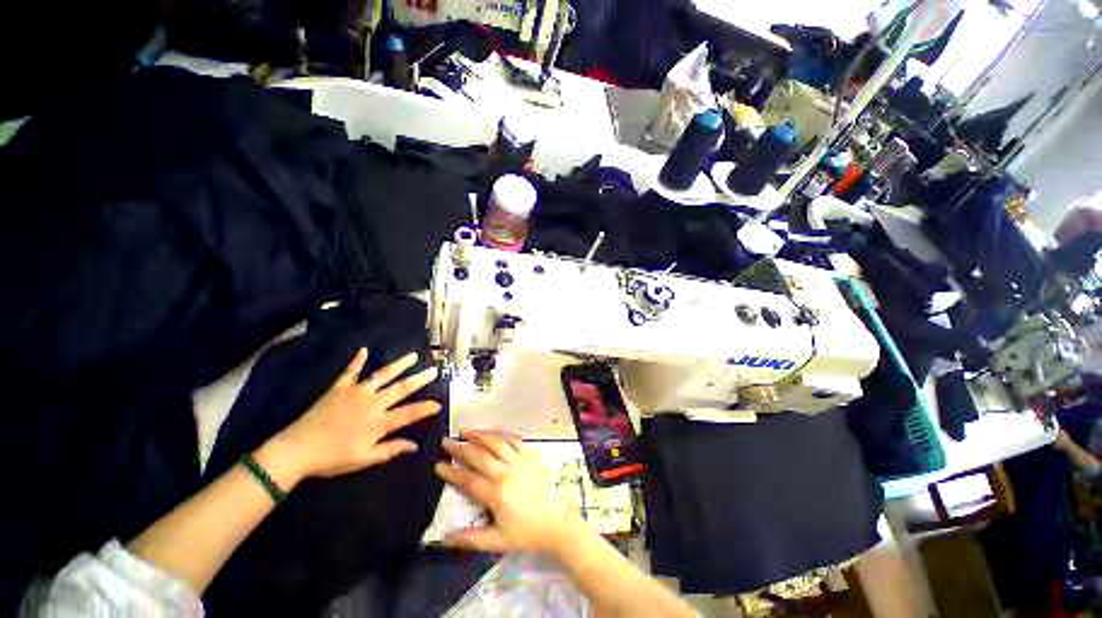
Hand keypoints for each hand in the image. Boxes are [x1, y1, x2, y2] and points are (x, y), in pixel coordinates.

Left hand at [275, 348, 439, 479]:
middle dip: (420, 379)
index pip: (409, 413)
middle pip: (401, 389)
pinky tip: (364, 350)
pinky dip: (357, 360)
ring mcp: (356, 393)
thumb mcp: (363, 460)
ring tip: (413, 356)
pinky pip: (350, 372)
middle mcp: (372, 403)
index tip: (439, 403)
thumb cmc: (332, 459)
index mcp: (378, 423)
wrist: (296, 450)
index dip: (425, 408)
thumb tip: (415, 445)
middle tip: (434, 370)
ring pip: (382, 375)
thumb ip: (390, 450)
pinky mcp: (339, 388)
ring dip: (399, 365)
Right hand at [435, 430, 575, 553]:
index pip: (468, 479)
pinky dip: (502, 435)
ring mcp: (521, 461)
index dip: (452, 471)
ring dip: (480, 435)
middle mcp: (507, 472)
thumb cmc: (527, 533)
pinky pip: (515, 440)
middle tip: (447, 441)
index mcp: (497, 493)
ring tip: (467, 431)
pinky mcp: (532, 455)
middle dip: (461, 447)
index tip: (439, 464)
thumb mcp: (498, 541)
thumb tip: (444, 538)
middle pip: (480, 455)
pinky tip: (493, 433)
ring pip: (497, 442)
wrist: (558, 522)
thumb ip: (471, 538)